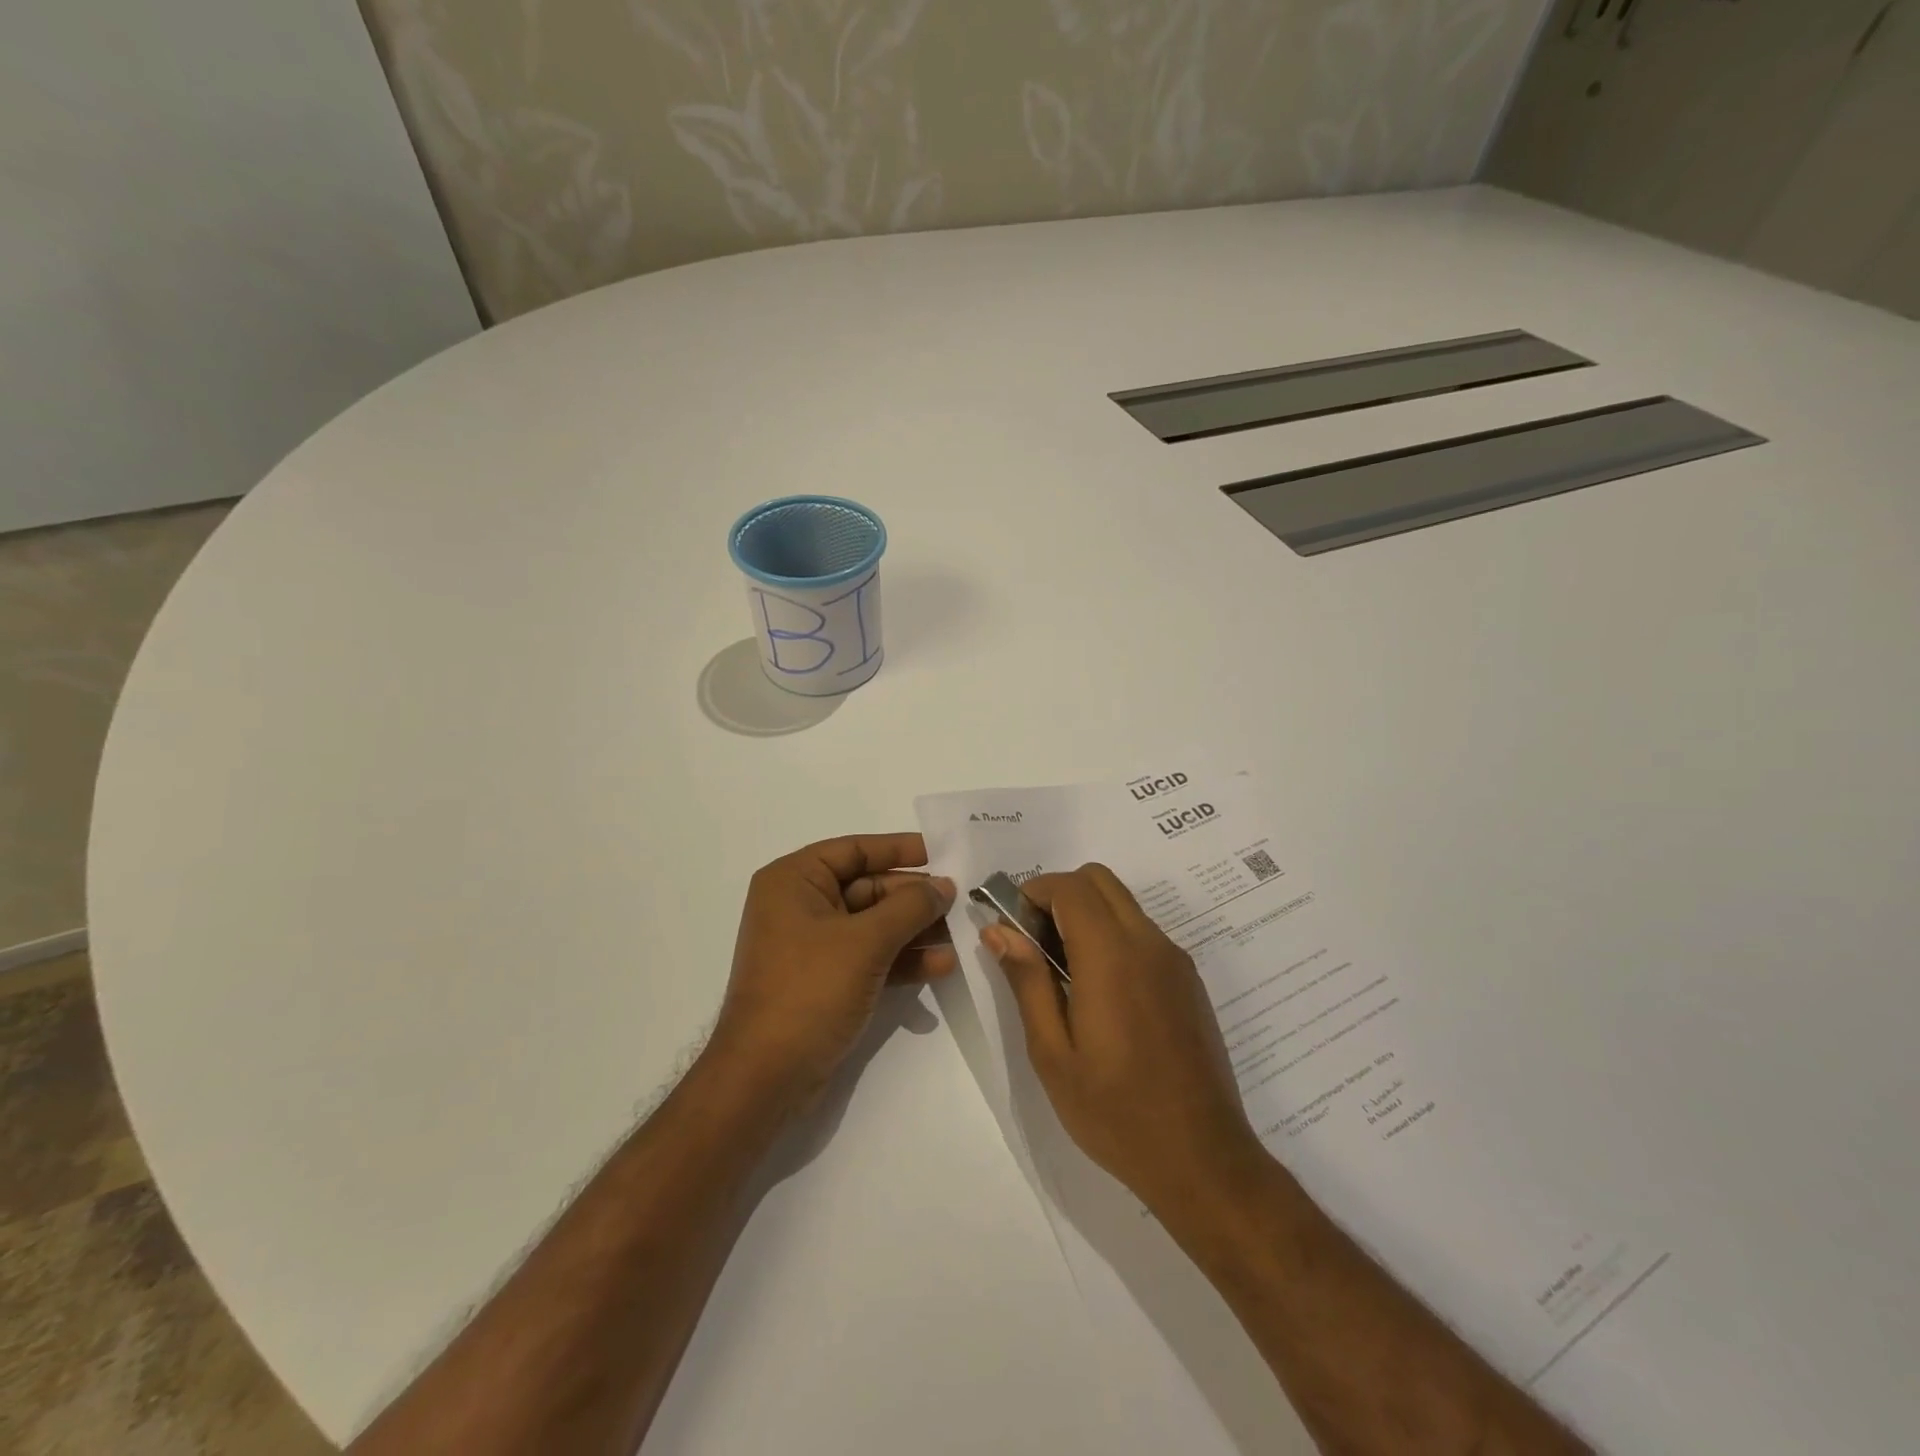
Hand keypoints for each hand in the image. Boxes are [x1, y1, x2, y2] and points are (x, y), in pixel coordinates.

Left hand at [712, 833, 956, 1111]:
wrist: (765, 1078)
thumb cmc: (809, 991)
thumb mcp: (865, 942)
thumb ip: (910, 907)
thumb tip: (945, 885)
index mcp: (795, 880)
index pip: (855, 849)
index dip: (900, 848)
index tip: (943, 853)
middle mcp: (801, 905)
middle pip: (869, 887)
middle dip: (915, 897)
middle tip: (962, 900)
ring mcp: (814, 946)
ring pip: (875, 924)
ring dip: (916, 929)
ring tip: (961, 933)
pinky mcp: (827, 980)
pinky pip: (872, 956)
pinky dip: (903, 959)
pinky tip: (942, 965)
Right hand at [983, 864, 1263, 1211]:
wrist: (1202, 1160)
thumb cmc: (1115, 1112)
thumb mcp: (1052, 1053)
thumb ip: (1027, 981)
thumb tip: (999, 930)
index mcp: (1111, 956)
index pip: (1070, 887)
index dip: (1033, 892)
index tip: (1011, 926)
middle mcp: (1148, 943)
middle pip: (1099, 880)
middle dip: (1059, 895)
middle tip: (1035, 943)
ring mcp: (1175, 960)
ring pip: (1123, 904)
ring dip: (1086, 915)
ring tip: (1064, 973)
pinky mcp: (1188, 980)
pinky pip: (1143, 932)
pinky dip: (1112, 935)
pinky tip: (1101, 994)